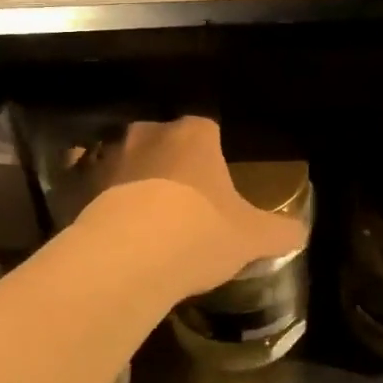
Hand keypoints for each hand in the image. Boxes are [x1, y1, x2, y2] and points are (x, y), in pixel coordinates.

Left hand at [71, 117, 306, 295]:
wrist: (130, 254)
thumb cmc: (199, 232)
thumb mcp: (251, 237)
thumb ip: (279, 231)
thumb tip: (300, 233)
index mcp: (194, 135)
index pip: (207, 128)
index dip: (213, 152)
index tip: (216, 180)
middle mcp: (150, 134)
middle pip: (164, 139)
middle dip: (171, 162)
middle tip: (182, 198)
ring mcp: (112, 156)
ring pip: (126, 159)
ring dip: (134, 178)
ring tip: (145, 215)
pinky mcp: (82, 183)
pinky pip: (94, 184)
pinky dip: (103, 198)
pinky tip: (114, 226)